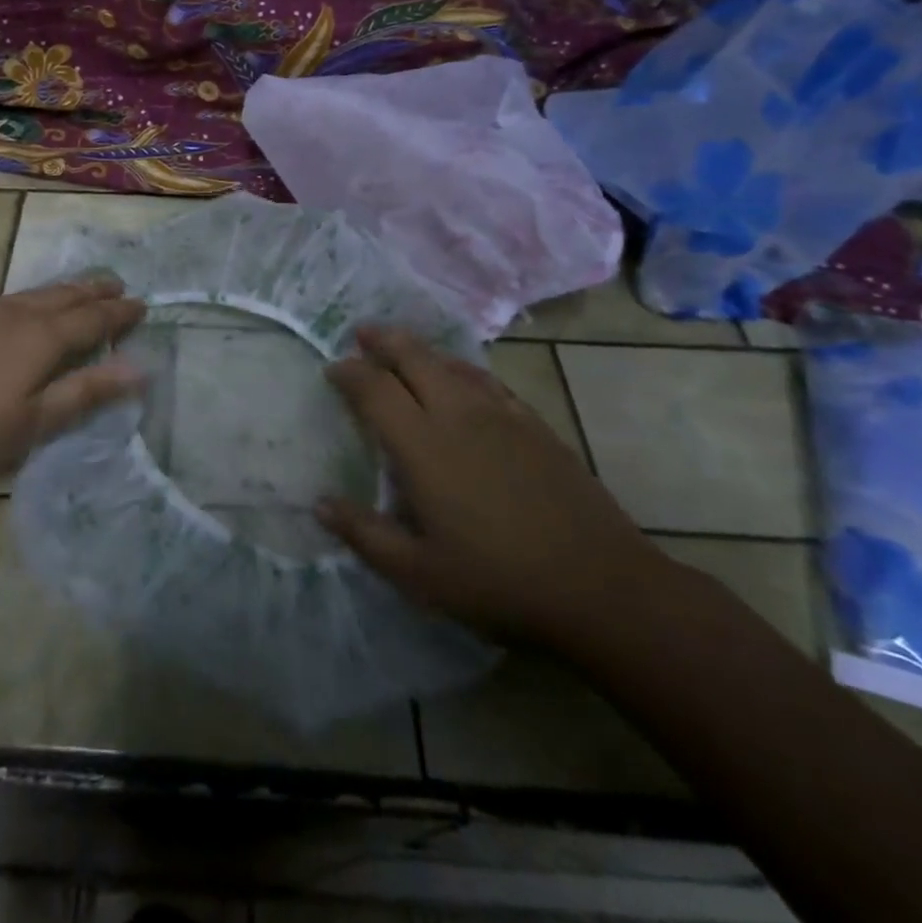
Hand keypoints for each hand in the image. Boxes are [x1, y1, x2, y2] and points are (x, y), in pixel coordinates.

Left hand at [0, 278, 146, 489]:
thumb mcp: (34, 423)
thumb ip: (86, 392)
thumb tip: (139, 368)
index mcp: (41, 338)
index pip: (92, 319)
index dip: (119, 313)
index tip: (142, 306)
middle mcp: (16, 314)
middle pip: (65, 295)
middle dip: (95, 290)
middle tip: (119, 285)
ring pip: (36, 292)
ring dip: (66, 289)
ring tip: (83, 288)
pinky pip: (11, 297)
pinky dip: (35, 296)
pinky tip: (27, 304)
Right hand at [317, 328, 670, 649]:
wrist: (602, 588)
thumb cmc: (499, 581)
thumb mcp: (419, 573)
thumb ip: (364, 534)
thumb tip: (319, 505)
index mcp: (423, 445)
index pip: (375, 389)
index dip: (349, 372)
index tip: (332, 369)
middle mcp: (458, 416)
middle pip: (414, 358)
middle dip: (383, 341)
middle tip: (362, 334)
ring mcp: (502, 416)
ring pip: (453, 363)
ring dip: (422, 351)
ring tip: (405, 349)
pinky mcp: (536, 426)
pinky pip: (489, 381)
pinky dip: (463, 370)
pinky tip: (464, 381)